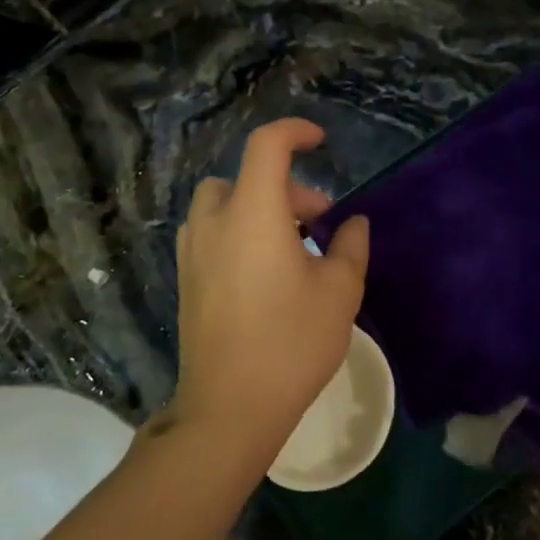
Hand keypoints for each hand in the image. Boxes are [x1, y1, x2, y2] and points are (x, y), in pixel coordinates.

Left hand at [173, 120, 370, 452]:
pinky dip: (238, 233)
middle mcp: (214, 223)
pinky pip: (211, 235)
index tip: (320, 142)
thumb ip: (349, 246)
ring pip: (222, 206)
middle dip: (285, 187)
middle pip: (244, 177)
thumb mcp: (340, 291)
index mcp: (253, 213)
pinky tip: (264, 273)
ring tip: (290, 246)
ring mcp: (193, 253)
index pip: (267, 146)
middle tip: (319, 221)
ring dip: (257, 208)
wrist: (230, 407)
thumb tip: (352, 223)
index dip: (295, 132)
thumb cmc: (292, 341)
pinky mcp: (186, 281)